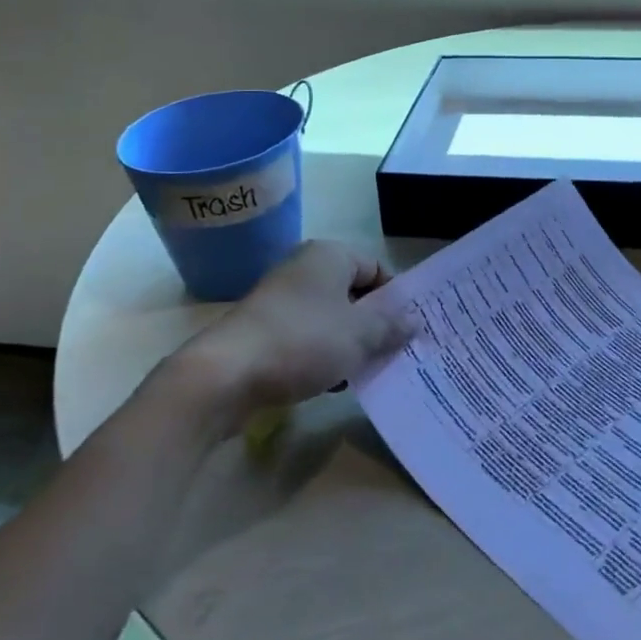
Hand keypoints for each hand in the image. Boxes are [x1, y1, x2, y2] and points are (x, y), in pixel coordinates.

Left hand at [185, 241, 417, 422]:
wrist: (226, 375)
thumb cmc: (302, 341)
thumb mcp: (360, 335)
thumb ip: (390, 325)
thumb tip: (414, 320)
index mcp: (329, 255)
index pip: (376, 268)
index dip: (395, 298)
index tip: (408, 330)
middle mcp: (304, 269)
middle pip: (353, 293)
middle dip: (374, 323)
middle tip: (394, 353)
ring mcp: (281, 299)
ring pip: (331, 318)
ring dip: (350, 343)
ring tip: (366, 372)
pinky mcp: (265, 330)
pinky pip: (307, 337)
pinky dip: (323, 355)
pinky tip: (333, 383)